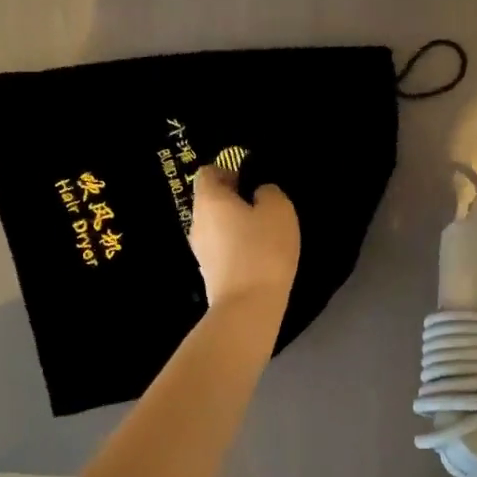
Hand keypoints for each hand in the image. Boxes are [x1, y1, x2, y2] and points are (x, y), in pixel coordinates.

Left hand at [189, 166, 299, 314]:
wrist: (248, 306)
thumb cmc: (262, 249)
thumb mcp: (279, 209)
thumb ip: (268, 192)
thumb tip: (259, 194)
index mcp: (209, 200)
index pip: (208, 172)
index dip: (228, 170)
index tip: (251, 181)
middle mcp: (197, 222)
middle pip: (211, 200)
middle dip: (234, 199)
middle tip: (264, 206)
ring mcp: (200, 250)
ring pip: (217, 226)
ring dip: (237, 225)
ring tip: (264, 233)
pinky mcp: (209, 273)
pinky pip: (222, 248)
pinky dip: (237, 247)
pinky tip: (259, 256)